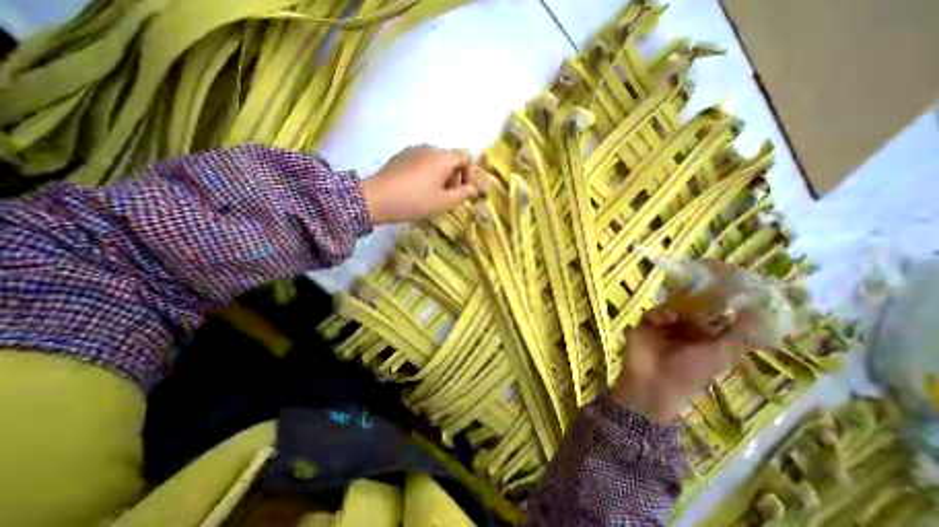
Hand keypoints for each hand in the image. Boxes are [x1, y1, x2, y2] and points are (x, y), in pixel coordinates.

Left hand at [359, 143, 478, 222]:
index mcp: (443, 157)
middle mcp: (430, 148)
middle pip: (450, 158)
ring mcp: (413, 150)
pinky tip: (417, 188)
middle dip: (454, 176)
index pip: (465, 157)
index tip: (463, 190)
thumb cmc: (415, 201)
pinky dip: (427, 172)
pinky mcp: (400, 156)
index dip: (468, 174)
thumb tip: (473, 189)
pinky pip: (421, 161)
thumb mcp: (443, 202)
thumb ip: (462, 195)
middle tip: (448, 195)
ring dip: (441, 175)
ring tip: (432, 194)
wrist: (377, 198)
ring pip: (435, 160)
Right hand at [614, 309, 758, 424]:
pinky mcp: (645, 326)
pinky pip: (653, 313)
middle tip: (697, 298)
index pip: (715, 321)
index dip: (719, 310)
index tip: (724, 296)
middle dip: (694, 305)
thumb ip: (739, 335)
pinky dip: (658, 313)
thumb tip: (757, 311)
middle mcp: (686, 334)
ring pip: (672, 310)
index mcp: (707, 343)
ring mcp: (664, 330)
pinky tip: (663, 319)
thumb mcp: (720, 355)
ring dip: (676, 310)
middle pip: (692, 312)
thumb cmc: (690, 371)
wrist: (653, 381)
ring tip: (676, 315)